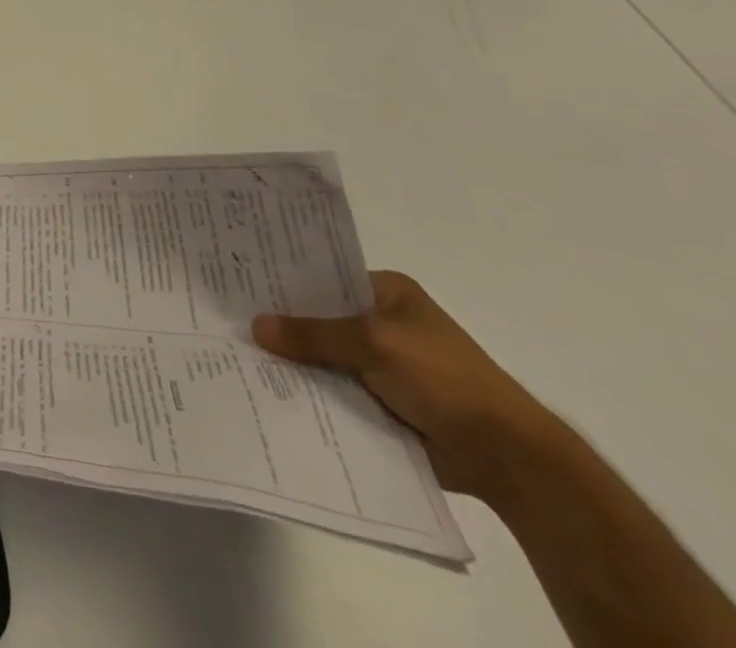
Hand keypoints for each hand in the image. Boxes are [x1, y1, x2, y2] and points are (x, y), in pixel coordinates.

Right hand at [253, 271, 557, 500]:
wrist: (509, 458)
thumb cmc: (445, 379)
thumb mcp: (375, 343)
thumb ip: (314, 334)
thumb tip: (255, 326)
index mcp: (386, 292)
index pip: (323, 276)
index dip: (284, 280)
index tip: (239, 282)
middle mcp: (380, 323)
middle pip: (318, 318)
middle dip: (282, 325)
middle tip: (226, 320)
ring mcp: (380, 365)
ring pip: (322, 357)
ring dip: (293, 363)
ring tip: (234, 356)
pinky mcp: (380, 403)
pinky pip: (333, 390)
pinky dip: (310, 393)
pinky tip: (268, 392)